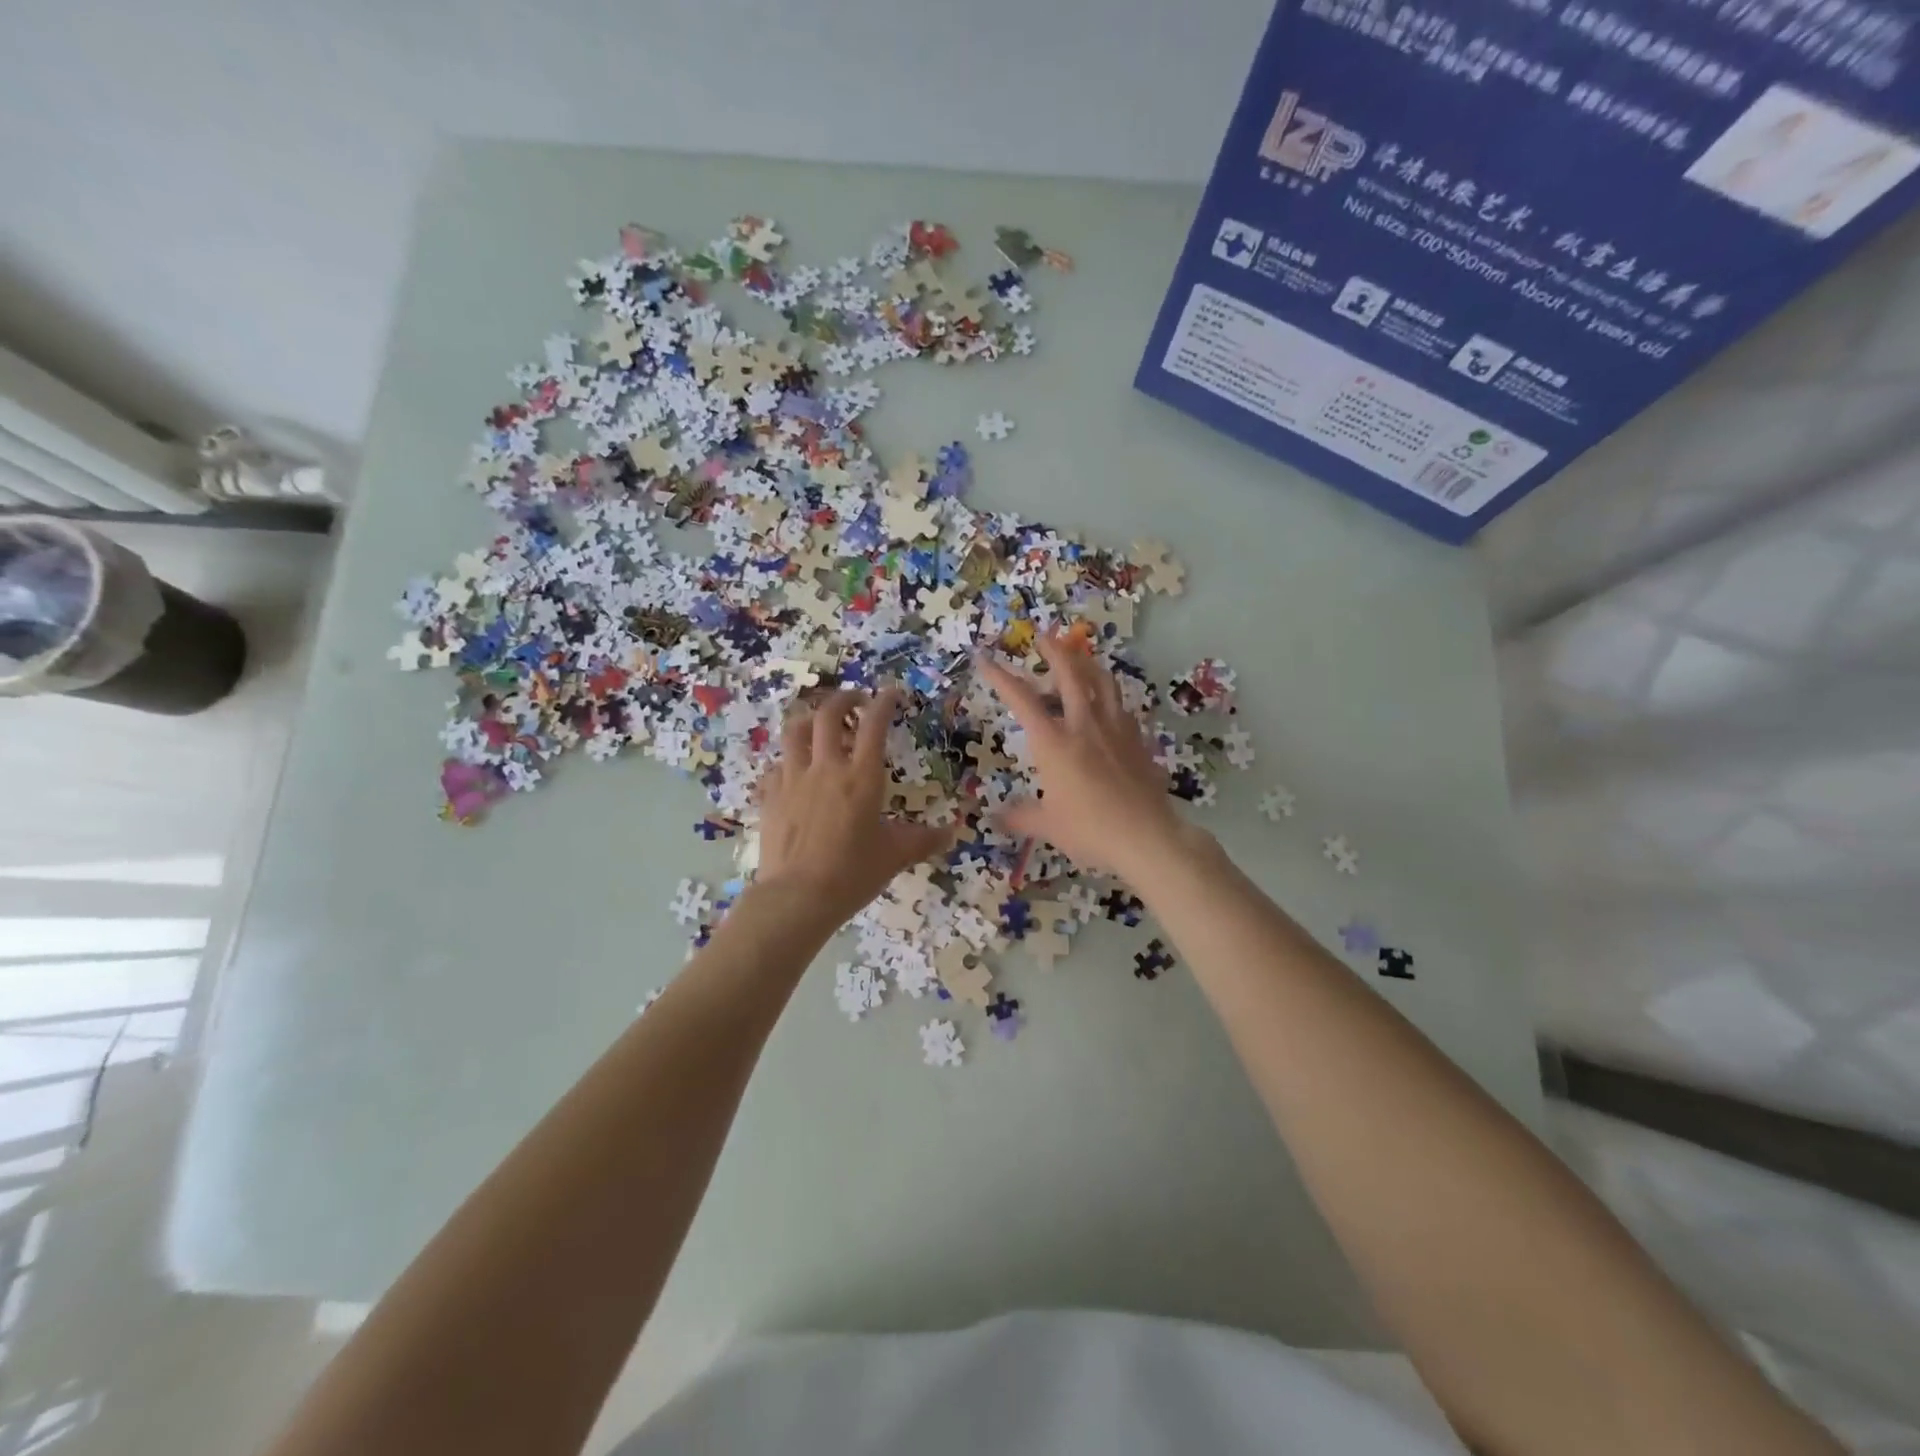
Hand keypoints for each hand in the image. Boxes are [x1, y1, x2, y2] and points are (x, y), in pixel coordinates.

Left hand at [755, 687, 953, 921]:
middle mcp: (826, 767)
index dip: (883, 702)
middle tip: (855, 701)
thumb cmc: (852, 873)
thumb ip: (923, 840)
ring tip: (819, 724)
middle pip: (828, 714)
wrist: (797, 897)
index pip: (874, 725)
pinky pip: (776, 765)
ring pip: (795, 731)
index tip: (890, 692)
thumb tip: (952, 833)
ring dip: (809, 719)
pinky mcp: (770, 796)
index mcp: (862, 777)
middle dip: (843, 699)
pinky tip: (793, 770)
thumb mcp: (895, 856)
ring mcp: (793, 779)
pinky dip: (787, 760)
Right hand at [978, 633, 1187, 881]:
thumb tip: (995, 816)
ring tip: (1079, 657)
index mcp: (1054, 743)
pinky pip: (1122, 707)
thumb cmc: (1090, 830)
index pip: (1022, 701)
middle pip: (1070, 676)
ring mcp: (1116, 729)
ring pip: (1103, 683)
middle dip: (1054, 651)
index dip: (1001, 678)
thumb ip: (1020, 816)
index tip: (986, 659)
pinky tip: (1108, 703)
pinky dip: (1110, 697)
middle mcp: (1084, 726)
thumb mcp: (1047, 826)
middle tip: (1044, 635)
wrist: (1147, 836)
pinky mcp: (1138, 740)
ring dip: (1087, 664)